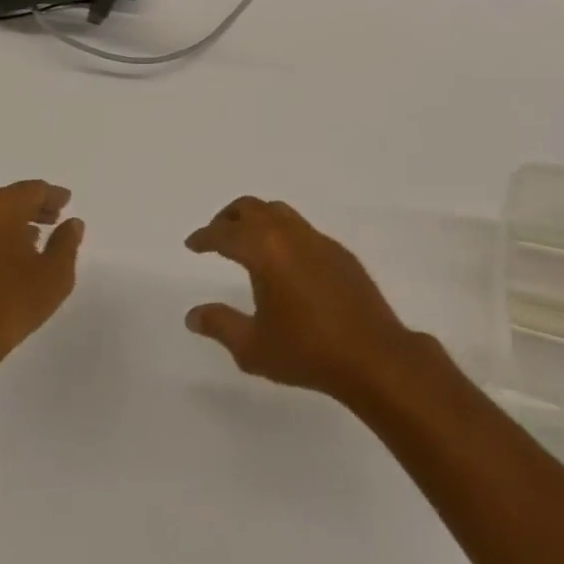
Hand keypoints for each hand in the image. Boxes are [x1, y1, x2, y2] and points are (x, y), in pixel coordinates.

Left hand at [0, 180, 83, 407]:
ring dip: (5, 228)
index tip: (67, 202)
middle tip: (51, 220)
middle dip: (29, 209)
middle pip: (5, 201)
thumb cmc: (6, 306)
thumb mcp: (54, 276)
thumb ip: (66, 243)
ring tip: (25, 245)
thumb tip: (71, 224)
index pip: (32, 190)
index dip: (53, 196)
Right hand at [184, 197, 423, 402]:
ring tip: (247, 243)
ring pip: (281, 212)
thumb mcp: (252, 347)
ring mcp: (319, 240)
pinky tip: (284, 262)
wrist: (371, 354)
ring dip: (258, 220)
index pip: (226, 234)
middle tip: (215, 235)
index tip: (192, 243)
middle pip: (253, 208)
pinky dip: (283, 233)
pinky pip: (303, 230)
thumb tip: (193, 314)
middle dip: (228, 217)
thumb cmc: (306, 352)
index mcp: (265, 251)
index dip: (205, 236)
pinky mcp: (340, 252)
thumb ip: (220, 325)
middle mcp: (291, 235)